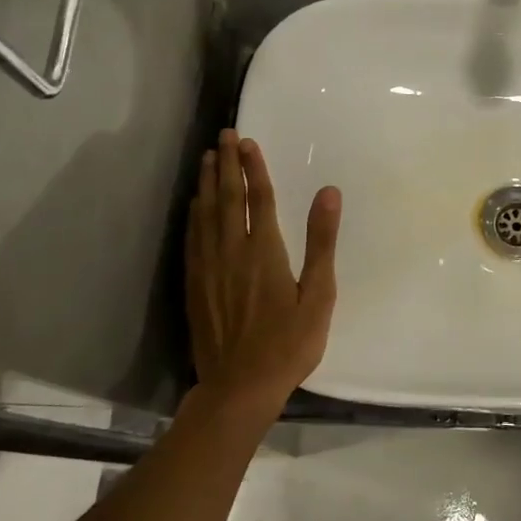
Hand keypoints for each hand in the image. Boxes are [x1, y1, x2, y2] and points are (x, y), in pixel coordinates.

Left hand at [185, 130, 340, 422]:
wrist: (240, 386)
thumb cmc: (289, 343)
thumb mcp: (319, 295)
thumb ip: (322, 241)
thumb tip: (328, 193)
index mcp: (264, 251)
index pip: (258, 198)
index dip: (254, 168)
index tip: (248, 141)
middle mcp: (232, 251)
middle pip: (227, 198)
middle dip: (226, 164)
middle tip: (224, 134)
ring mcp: (209, 268)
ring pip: (205, 214)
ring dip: (206, 182)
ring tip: (207, 157)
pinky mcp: (195, 285)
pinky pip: (192, 238)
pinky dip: (193, 215)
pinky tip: (193, 205)